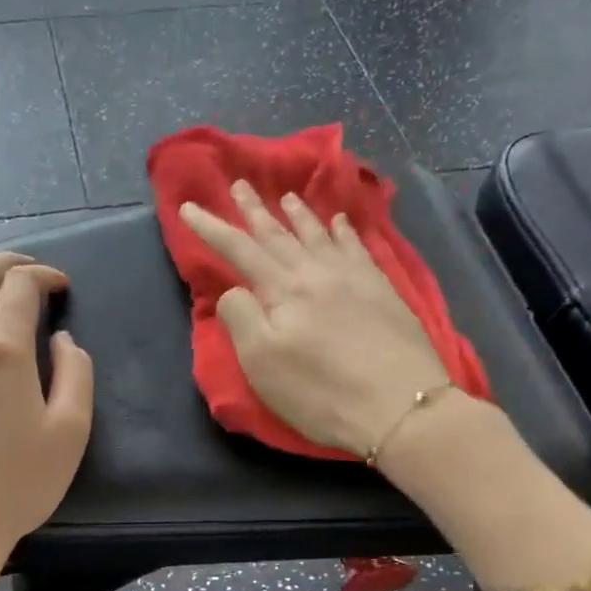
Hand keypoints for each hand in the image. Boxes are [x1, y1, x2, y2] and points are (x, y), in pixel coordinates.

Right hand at [180, 182, 450, 457]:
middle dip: (255, 210)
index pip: (239, 249)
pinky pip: (359, 248)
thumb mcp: (262, 363)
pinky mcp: (383, 292)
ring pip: (319, 236)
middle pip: (279, 234)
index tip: (188, 206)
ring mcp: (354, 278)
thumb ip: (241, 317)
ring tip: (288, 197)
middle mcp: (317, 273)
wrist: (401, 407)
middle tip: (240, 183)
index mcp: (283, 290)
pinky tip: (342, 221)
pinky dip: (345, 231)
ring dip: (300, 215)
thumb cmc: (320, 392)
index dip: (211, 227)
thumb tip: (235, 291)